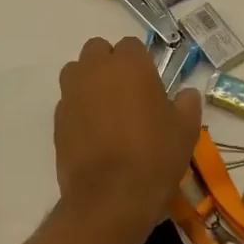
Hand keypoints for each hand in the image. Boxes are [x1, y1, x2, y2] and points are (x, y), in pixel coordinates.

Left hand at [55, 36, 200, 241]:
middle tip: (126, 92)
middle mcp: (95, 69)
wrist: (110, 198)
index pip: (131, 45)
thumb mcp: (186, 129)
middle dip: (109, 64)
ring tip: (105, 109)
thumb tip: (186, 94)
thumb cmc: (154, 155)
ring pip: (77, 71)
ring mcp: (72, 92)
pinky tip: (92, 133)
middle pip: (98, 50)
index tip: (150, 85)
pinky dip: (78, 108)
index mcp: (129, 64)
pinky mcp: (57, 119)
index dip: (141, 62)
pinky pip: (68, 101)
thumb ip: (187, 103)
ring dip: (89, 81)